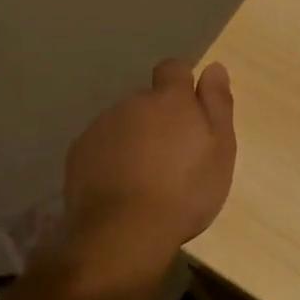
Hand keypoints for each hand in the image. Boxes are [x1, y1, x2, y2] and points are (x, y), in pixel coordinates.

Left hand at [64, 59, 235, 252]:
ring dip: (135, 139)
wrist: (125, 232)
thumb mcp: (220, 149)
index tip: (191, 112)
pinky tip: (121, 188)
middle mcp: (132, 103)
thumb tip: (214, 67)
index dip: (182, 84)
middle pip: (148, 101)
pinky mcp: (78, 154)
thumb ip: (217, 104)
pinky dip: (112, 159)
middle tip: (174, 157)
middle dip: (160, 120)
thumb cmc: (186, 191)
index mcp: (169, 99)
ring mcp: (101, 127)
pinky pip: (101, 147)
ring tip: (147, 178)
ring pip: (124, 124)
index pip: (173, 69)